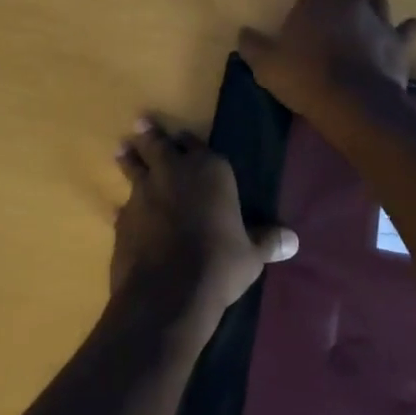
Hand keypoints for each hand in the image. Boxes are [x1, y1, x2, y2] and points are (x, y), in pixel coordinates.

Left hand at [112, 119, 297, 319]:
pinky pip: (124, 205)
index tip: (183, 136)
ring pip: (134, 167)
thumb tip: (293, 240)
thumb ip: (267, 242)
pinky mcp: (123, 219)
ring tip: (122, 148)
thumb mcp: (251, 256)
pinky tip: (122, 210)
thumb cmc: (219, 265)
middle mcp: (174, 172)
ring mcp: (144, 194)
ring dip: (129, 158)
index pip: (197, 144)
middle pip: (159, 145)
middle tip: (141, 121)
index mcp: (210, 171)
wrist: (168, 293)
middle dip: (151, 134)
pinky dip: (126, 206)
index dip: (190, 141)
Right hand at [236, 0, 415, 122]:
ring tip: (363, 37)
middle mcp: (348, 2)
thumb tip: (244, 32)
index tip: (301, 43)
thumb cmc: (305, 80)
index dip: (304, 21)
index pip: (307, 2)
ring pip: (376, 6)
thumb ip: (253, 45)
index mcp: (315, 3)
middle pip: (341, 3)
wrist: (353, 102)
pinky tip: (400, 40)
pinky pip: (408, 28)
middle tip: (330, 44)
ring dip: (370, 17)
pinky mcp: (400, 40)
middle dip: (337, 17)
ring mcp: (378, 18)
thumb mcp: (266, 66)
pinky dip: (404, 32)